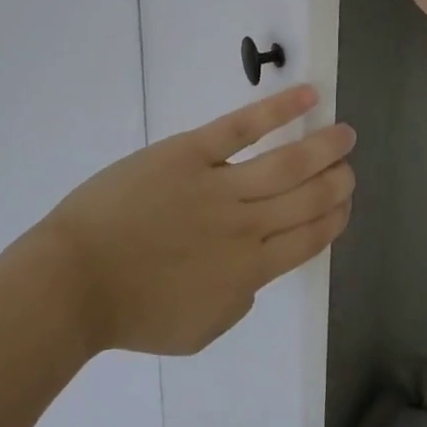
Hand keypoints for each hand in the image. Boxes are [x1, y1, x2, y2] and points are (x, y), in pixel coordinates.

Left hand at [39, 86, 355, 356]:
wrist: (76, 280)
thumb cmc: (131, 311)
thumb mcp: (197, 329)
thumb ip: (237, 301)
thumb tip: (254, 275)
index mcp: (248, 272)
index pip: (308, 239)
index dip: (333, 219)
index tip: (345, 203)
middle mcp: (245, 227)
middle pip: (306, 199)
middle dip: (336, 182)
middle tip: (349, 166)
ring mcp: (219, 186)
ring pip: (287, 163)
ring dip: (322, 148)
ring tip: (344, 134)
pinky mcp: (190, 153)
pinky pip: (242, 128)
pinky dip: (278, 110)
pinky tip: (306, 96)